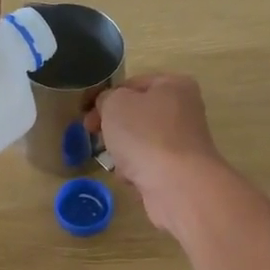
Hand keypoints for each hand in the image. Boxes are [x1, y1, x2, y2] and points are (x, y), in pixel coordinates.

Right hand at [92, 74, 227, 231]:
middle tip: (93, 135)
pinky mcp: (180, 171)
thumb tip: (108, 106)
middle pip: (136, 115)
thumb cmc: (145, 135)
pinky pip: (149, 166)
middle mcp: (184, 111)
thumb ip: (106, 98)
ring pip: (140, 142)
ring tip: (116, 161)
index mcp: (174, 85)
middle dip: (113, 127)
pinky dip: (137, 171)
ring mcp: (184, 143)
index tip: (85, 113)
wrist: (177, 186)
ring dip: (123, 152)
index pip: (132, 84)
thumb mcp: (115, 104)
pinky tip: (132, 178)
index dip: (105, 96)